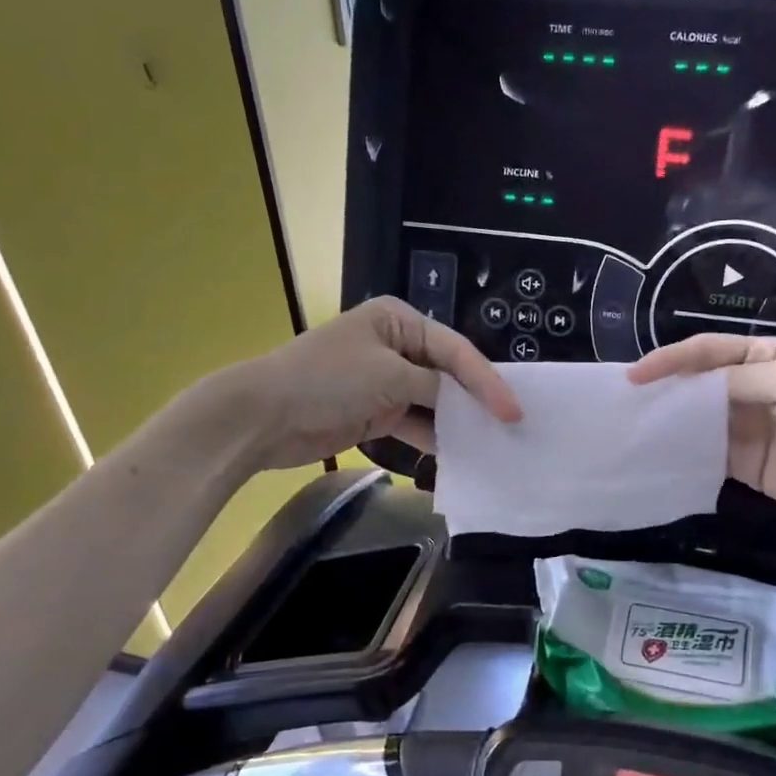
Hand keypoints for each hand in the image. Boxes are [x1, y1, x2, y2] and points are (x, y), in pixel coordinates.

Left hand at [230, 297, 520, 470]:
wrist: (263, 417)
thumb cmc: (327, 380)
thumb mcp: (389, 376)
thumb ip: (434, 388)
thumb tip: (463, 403)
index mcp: (398, 321)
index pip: (455, 350)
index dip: (486, 381)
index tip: (513, 411)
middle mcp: (395, 345)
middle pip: (447, 374)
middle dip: (476, 399)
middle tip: (512, 425)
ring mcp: (384, 380)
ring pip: (433, 401)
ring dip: (457, 421)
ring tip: (493, 442)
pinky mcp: (375, 411)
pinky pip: (415, 423)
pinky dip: (434, 437)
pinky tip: (460, 454)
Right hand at [627, 334, 775, 532]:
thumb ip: (734, 381)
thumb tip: (687, 390)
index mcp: (762, 356)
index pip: (705, 352)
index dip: (669, 360)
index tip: (634, 377)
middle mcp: (749, 387)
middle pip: (696, 385)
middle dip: (663, 391)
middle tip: (625, 404)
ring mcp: (745, 428)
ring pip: (696, 419)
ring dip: (668, 423)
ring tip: (632, 429)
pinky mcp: (745, 464)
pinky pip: (706, 454)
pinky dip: (683, 453)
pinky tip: (658, 455)